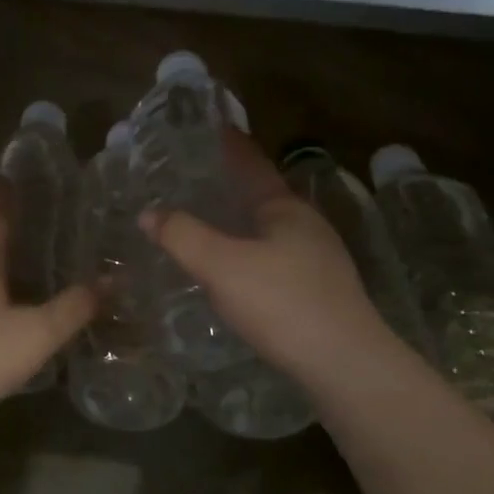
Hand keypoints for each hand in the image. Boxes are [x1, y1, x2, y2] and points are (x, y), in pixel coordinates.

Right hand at [139, 130, 391, 389]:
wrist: (345, 366)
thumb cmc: (283, 303)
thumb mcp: (222, 265)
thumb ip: (182, 236)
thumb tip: (148, 213)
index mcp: (286, 210)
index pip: (252, 165)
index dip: (231, 145)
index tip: (213, 127)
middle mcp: (306, 227)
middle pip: (263, 196)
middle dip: (232, 185)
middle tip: (195, 177)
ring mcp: (318, 261)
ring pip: (269, 231)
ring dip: (240, 222)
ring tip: (207, 222)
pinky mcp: (319, 293)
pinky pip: (274, 258)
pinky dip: (248, 252)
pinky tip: (233, 271)